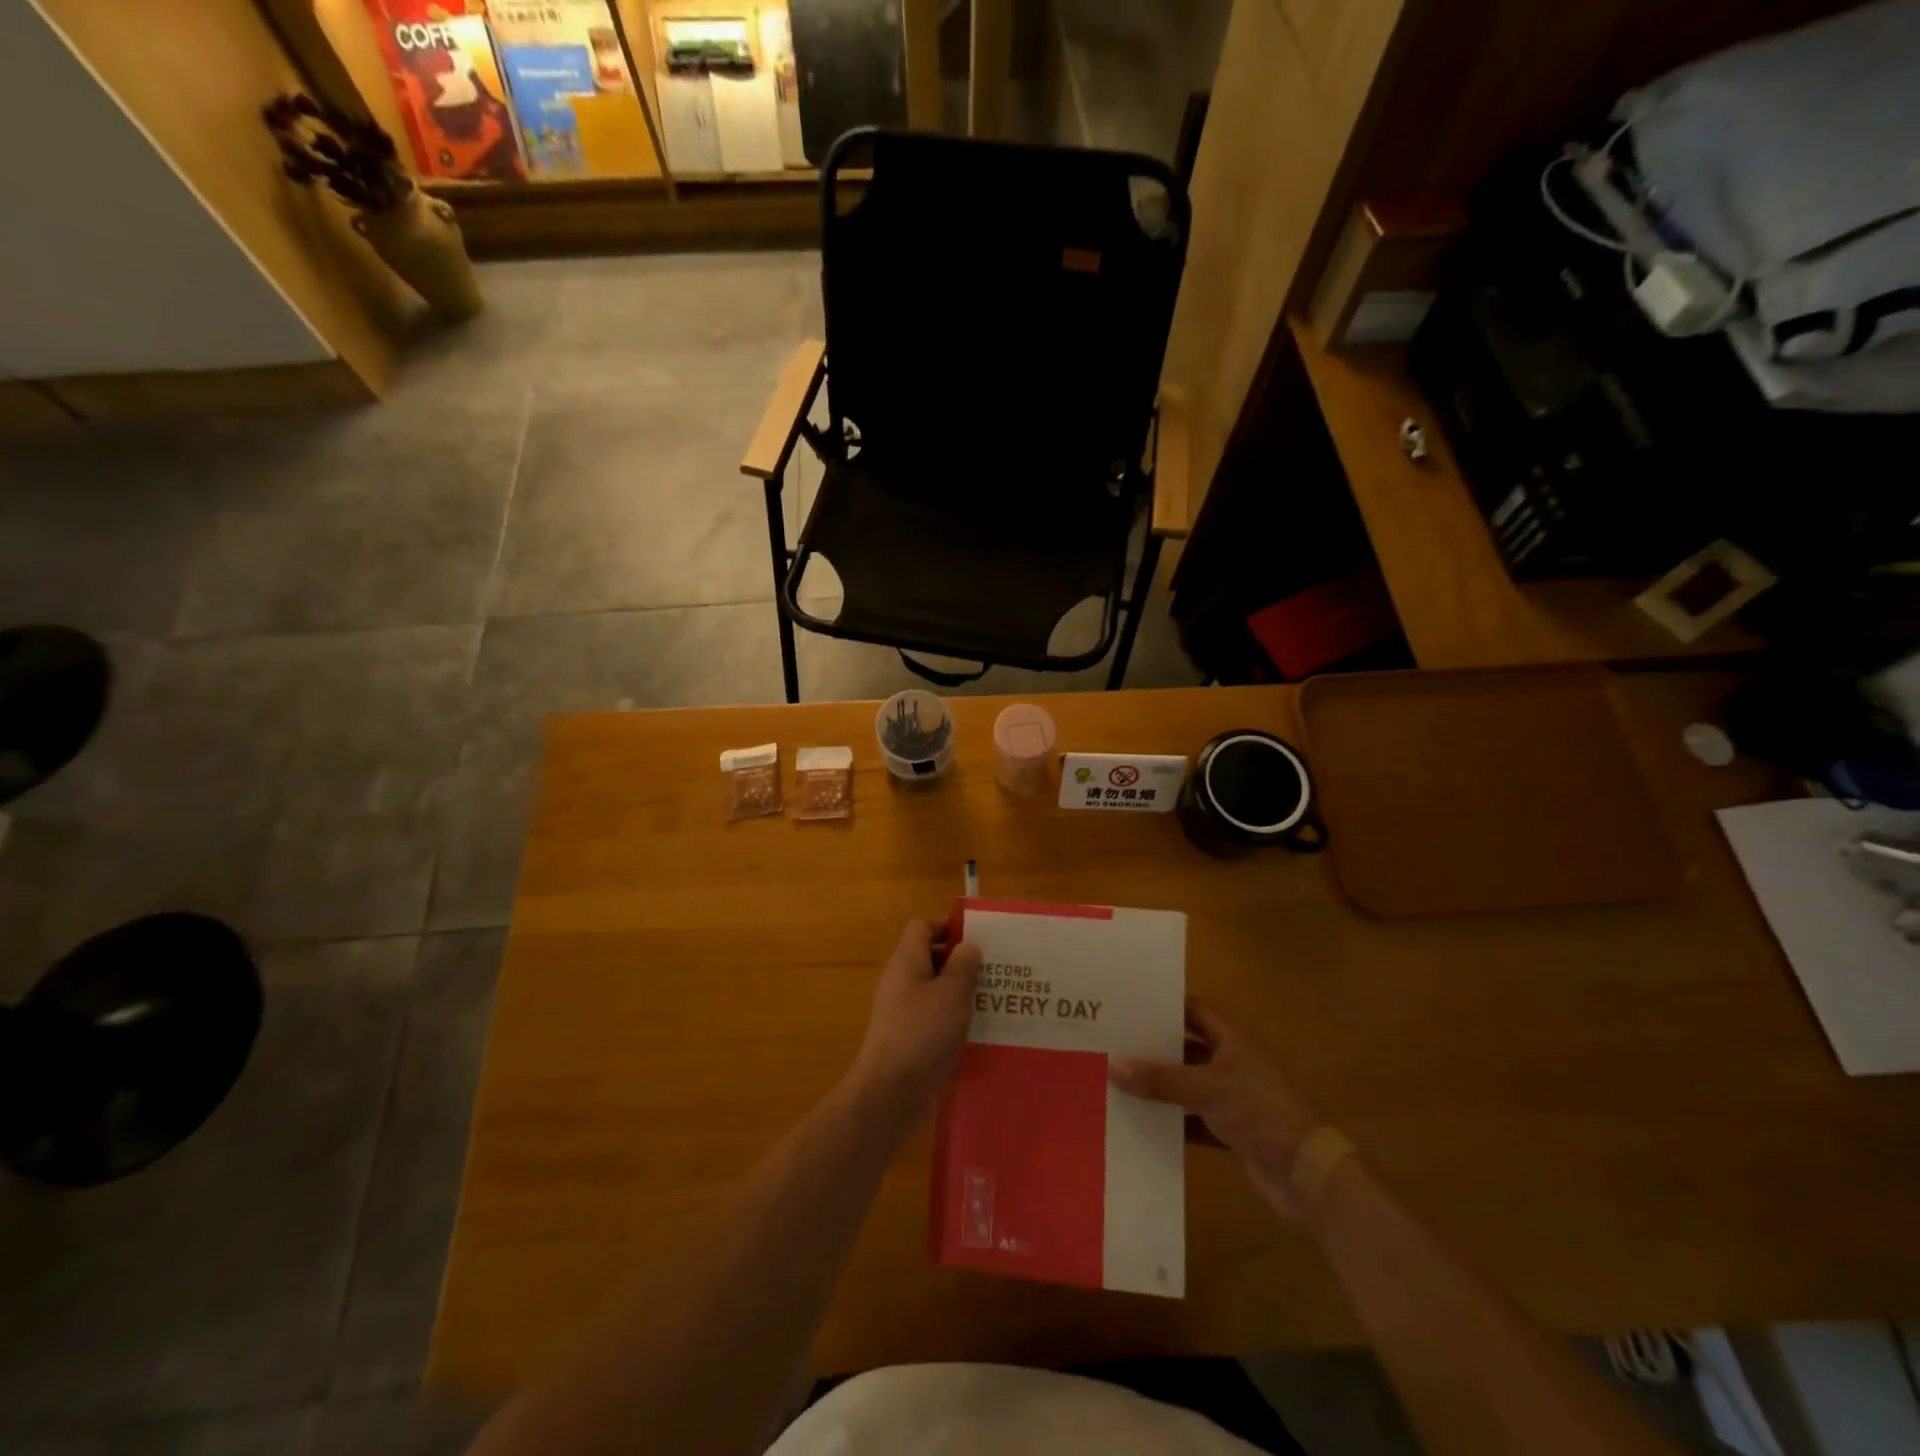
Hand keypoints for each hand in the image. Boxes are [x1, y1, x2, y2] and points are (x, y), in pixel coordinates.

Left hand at [845, 920, 981, 1120]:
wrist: (890, 1092)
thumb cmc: (923, 1033)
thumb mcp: (952, 994)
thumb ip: (963, 965)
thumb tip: (968, 946)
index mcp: (907, 961)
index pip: (922, 927)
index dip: (947, 925)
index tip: (977, 937)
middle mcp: (900, 980)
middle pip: (929, 957)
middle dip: (961, 960)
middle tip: (994, 970)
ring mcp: (901, 1010)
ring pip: (933, 988)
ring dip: (959, 991)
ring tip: (992, 999)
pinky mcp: (906, 1036)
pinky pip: (932, 1015)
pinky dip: (952, 1017)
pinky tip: (976, 1030)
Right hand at [1110, 999, 1323, 1215]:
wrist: (1308, 1175)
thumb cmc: (1261, 1113)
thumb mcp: (1207, 1089)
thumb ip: (1161, 1079)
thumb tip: (1113, 1064)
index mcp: (1232, 1040)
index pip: (1193, 1010)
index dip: (1163, 1006)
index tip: (1126, 1005)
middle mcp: (1232, 1063)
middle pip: (1186, 1048)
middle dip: (1153, 1049)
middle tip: (1111, 1044)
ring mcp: (1233, 1098)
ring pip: (1188, 1086)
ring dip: (1160, 1088)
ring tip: (1117, 1082)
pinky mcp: (1232, 1132)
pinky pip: (1194, 1120)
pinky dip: (1172, 1122)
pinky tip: (1141, 1125)